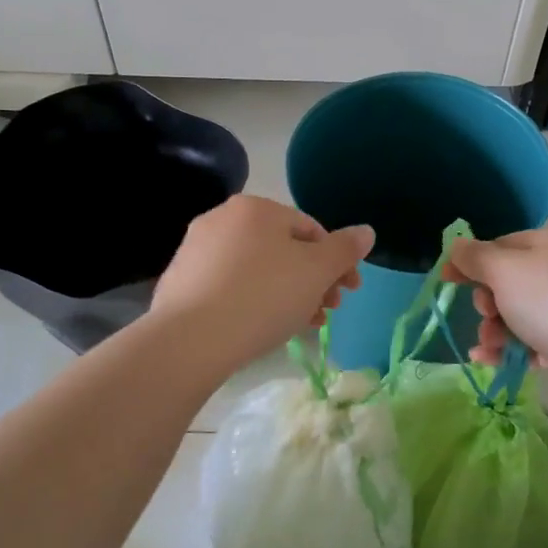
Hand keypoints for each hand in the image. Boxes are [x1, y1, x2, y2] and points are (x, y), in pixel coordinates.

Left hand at [151, 195, 373, 368]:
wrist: (190, 339)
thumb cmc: (263, 296)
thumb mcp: (317, 272)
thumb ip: (345, 249)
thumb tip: (366, 231)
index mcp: (255, 207)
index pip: (310, 229)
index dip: (336, 261)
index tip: (348, 292)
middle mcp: (222, 219)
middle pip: (283, 250)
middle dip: (312, 281)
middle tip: (327, 312)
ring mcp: (196, 250)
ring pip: (257, 270)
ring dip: (287, 294)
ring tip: (301, 325)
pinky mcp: (180, 283)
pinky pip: (230, 287)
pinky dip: (254, 302)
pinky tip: (264, 329)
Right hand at [445, 225, 547, 374]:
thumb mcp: (505, 271)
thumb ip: (476, 257)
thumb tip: (458, 245)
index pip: (503, 244)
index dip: (472, 262)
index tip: (446, 281)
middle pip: (514, 281)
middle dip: (489, 303)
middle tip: (485, 317)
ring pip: (526, 312)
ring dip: (498, 330)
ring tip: (488, 349)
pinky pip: (544, 337)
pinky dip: (519, 348)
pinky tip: (499, 362)